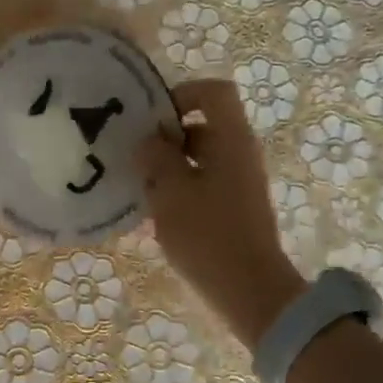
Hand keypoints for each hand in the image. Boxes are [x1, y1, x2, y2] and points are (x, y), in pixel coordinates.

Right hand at [135, 79, 306, 350]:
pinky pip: (202, 183)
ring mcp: (239, 182)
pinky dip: (178, 189)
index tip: (151, 120)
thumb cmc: (207, 235)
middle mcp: (239, 153)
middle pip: (202, 126)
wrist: (248, 290)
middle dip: (165, 139)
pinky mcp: (234, 207)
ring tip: (140, 189)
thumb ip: (156, 158)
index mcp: (230, 140)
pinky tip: (155, 212)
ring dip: (168, 167)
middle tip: (134, 159)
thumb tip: (149, 141)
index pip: (213, 92)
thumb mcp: (171, 192)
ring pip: (198, 158)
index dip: (181, 94)